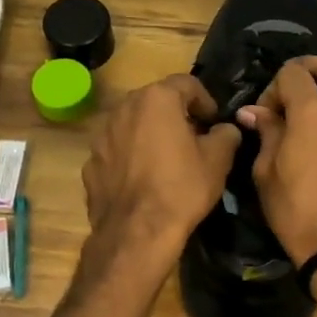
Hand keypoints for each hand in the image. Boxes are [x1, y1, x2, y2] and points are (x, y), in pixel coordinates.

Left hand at [82, 74, 240, 266]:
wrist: (136, 232)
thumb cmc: (182, 188)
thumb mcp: (218, 160)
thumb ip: (225, 135)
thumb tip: (225, 129)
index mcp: (156, 99)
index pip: (187, 84)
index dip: (205, 101)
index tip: (214, 122)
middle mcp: (124, 108)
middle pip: (155, 101)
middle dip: (175, 114)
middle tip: (193, 138)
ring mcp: (102, 135)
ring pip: (132, 125)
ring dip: (150, 134)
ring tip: (166, 159)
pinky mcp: (90, 162)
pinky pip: (117, 150)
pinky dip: (130, 157)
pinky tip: (143, 180)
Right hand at [235, 57, 316, 265]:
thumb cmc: (294, 207)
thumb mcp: (266, 170)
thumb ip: (265, 132)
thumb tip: (253, 112)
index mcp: (312, 110)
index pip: (292, 72)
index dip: (273, 87)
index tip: (264, 114)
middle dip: (305, 70)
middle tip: (287, 93)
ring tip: (304, 112)